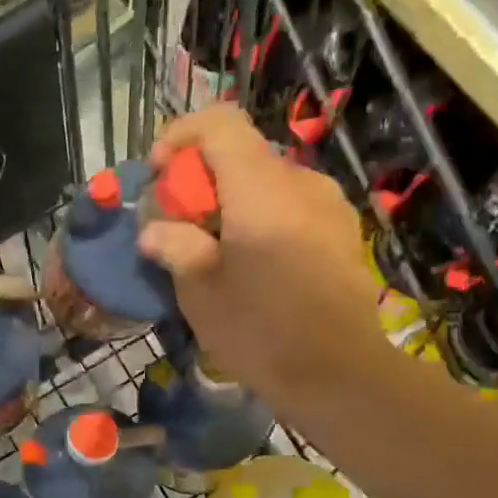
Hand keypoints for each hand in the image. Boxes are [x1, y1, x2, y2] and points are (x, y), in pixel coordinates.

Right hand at [137, 104, 391, 404]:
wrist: (339, 374)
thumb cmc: (260, 331)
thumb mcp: (199, 291)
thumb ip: (174, 245)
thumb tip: (155, 231)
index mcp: (261, 188)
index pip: (219, 122)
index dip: (180, 135)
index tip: (157, 175)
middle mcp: (301, 183)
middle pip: (241, 154)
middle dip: (199, 179)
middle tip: (176, 224)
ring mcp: (329, 206)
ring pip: (266, 182)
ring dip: (229, 201)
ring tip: (211, 249)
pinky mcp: (342, 232)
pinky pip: (290, 206)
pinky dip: (259, 217)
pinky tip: (250, 264)